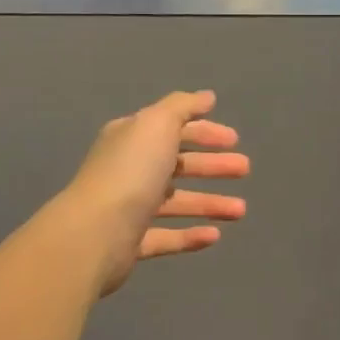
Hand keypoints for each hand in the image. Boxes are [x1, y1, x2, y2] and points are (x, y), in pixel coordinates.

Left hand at [61, 91, 248, 294]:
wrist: (95, 233)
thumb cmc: (130, 172)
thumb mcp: (157, 125)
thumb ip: (183, 107)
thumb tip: (206, 96)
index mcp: (131, 139)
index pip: (172, 129)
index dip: (204, 132)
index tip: (234, 140)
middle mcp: (129, 170)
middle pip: (177, 164)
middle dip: (212, 166)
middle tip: (244, 170)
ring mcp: (129, 208)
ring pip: (176, 202)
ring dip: (209, 203)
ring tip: (240, 211)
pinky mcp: (132, 243)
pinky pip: (167, 237)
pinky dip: (190, 235)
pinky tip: (215, 236)